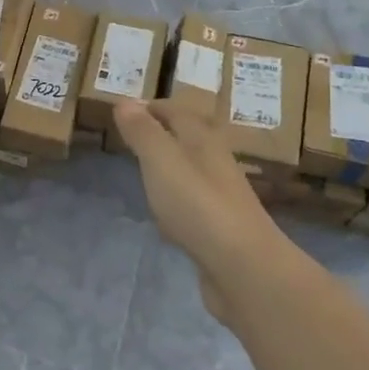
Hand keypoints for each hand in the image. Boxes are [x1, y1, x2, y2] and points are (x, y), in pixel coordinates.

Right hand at [112, 99, 280, 322]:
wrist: (244, 268)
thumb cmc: (198, 206)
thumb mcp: (161, 161)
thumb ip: (143, 132)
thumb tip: (125, 101)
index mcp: (204, 141)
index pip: (178, 112)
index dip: (154, 108)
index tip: (128, 110)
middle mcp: (216, 164)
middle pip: (190, 139)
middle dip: (163, 133)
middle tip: (133, 136)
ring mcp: (221, 198)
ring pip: (192, 171)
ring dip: (171, 166)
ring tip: (145, 170)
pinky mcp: (220, 230)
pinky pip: (193, 203)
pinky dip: (176, 199)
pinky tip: (165, 213)